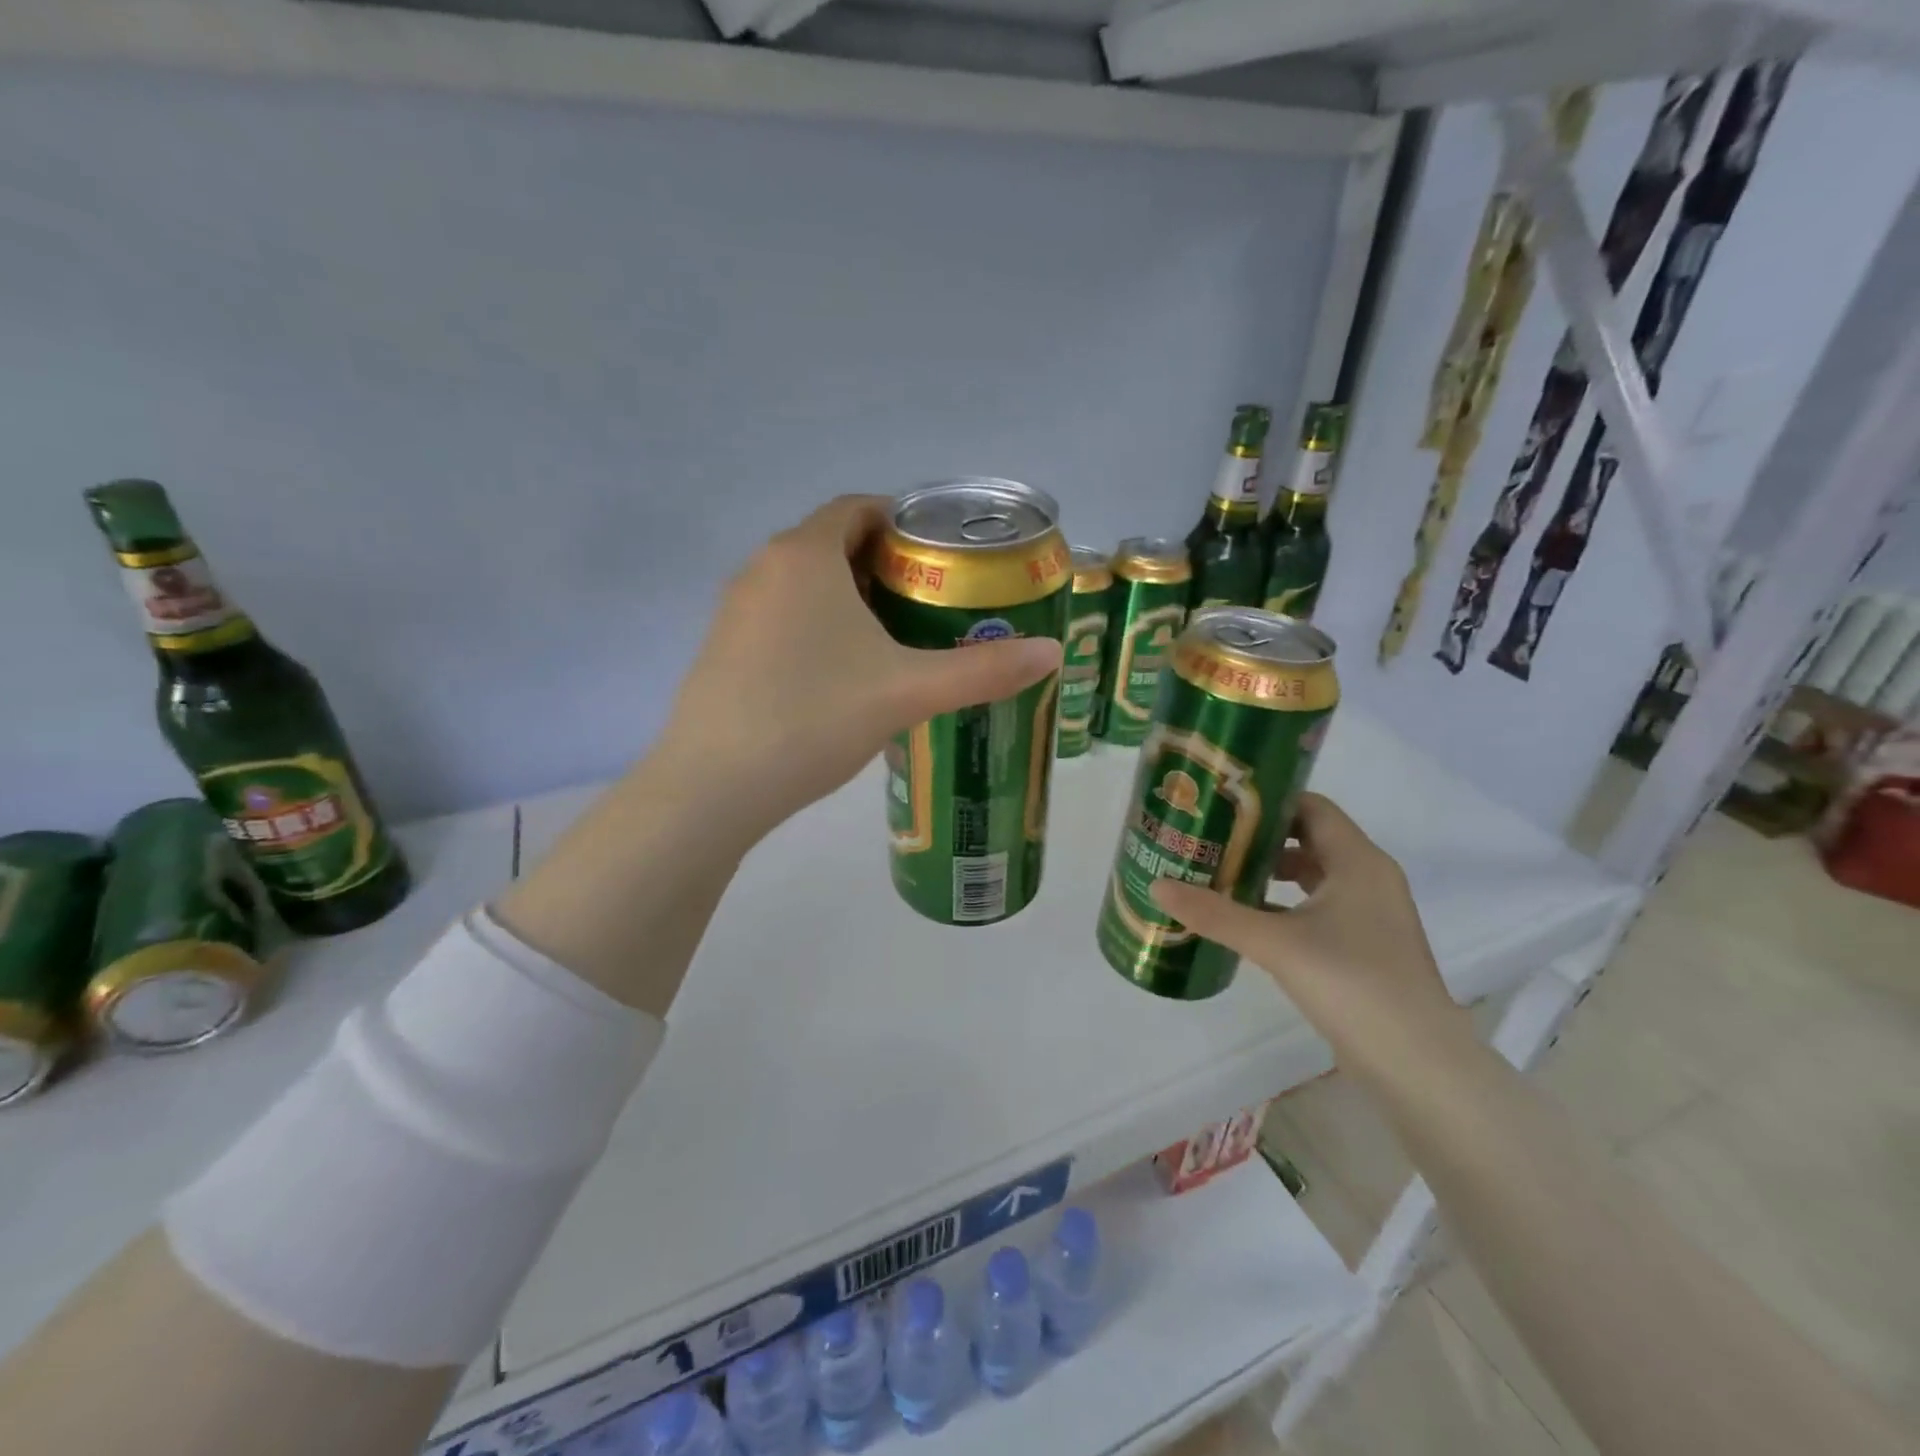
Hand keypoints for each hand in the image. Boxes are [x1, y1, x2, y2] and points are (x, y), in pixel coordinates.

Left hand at [655, 495, 1062, 840]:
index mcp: (805, 555)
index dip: (903, 521)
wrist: (715, 785)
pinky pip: (780, 616)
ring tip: (894, 638)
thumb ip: (982, 670)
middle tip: (930, 602)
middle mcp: (763, 568)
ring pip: (804, 583)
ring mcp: (735, 609)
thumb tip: (1052, 654)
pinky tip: (840, 675)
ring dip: (848, 597)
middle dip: (883, 564)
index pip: (859, 508)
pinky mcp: (722, 648)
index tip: (940, 556)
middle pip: (833, 543)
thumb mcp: (908, 692)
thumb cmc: (814, 717)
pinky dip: (816, 625)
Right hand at [1150, 793, 1472, 1086]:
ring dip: (1268, 874)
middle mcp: (1368, 878)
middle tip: (1210, 840)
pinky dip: (1283, 906)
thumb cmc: (1351, 983)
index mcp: (1357, 861)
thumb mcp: (1275, 944)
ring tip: (1219, 875)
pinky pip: (1317, 908)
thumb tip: (1157, 886)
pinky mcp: (1364, 946)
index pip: (1310, 807)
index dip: (1267, 801)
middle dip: (1258, 839)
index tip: (1221, 806)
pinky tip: (1246, 921)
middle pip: (1308, 839)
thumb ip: (1215, 913)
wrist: (1417, 1064)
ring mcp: (1369, 915)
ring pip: (1312, 877)